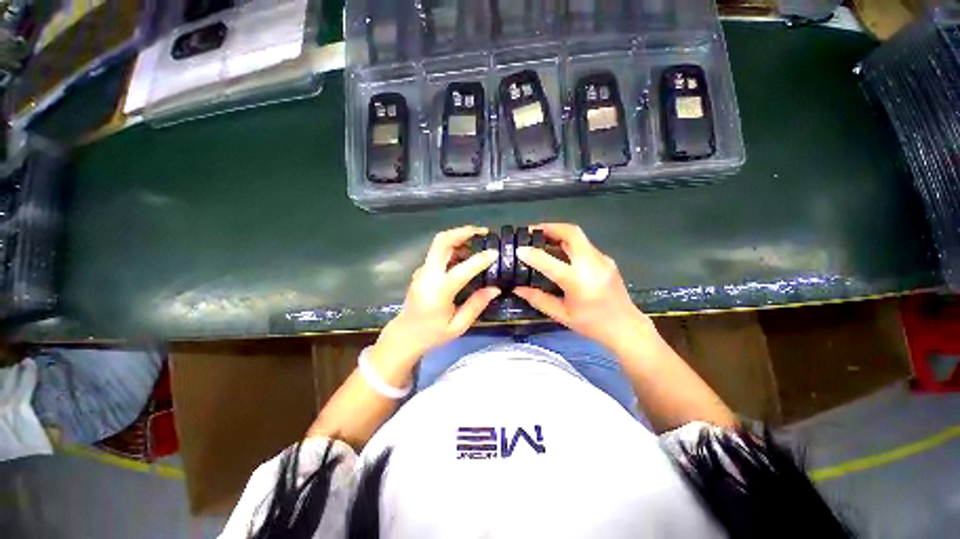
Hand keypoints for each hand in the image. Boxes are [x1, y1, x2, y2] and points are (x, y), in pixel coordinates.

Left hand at [373, 226, 500, 366]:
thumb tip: (495, 288)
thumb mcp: (458, 326)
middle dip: (463, 232)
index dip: (480, 259)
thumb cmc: (432, 334)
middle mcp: (428, 275)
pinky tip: (466, 254)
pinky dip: (453, 246)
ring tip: (478, 241)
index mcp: (438, 291)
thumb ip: (476, 305)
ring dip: (458, 237)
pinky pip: (438, 252)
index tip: (495, 253)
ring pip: (439, 243)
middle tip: (483, 232)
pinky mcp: (422, 270)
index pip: (462, 269)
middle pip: (442, 242)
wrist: (404, 335)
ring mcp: (422, 270)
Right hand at [514, 223, 654, 351]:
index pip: (550, 262)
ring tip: (542, 237)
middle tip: (532, 231)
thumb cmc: (592, 325)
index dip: (532, 254)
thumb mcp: (561, 315)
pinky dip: (568, 242)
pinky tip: (559, 251)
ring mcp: (602, 259)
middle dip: (550, 227)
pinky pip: (584, 245)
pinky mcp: (606, 259)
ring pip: (578, 236)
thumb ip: (538, 299)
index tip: (519, 249)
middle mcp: (592, 265)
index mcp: (579, 283)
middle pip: (571, 233)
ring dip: (558, 233)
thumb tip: (517, 288)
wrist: (626, 327)